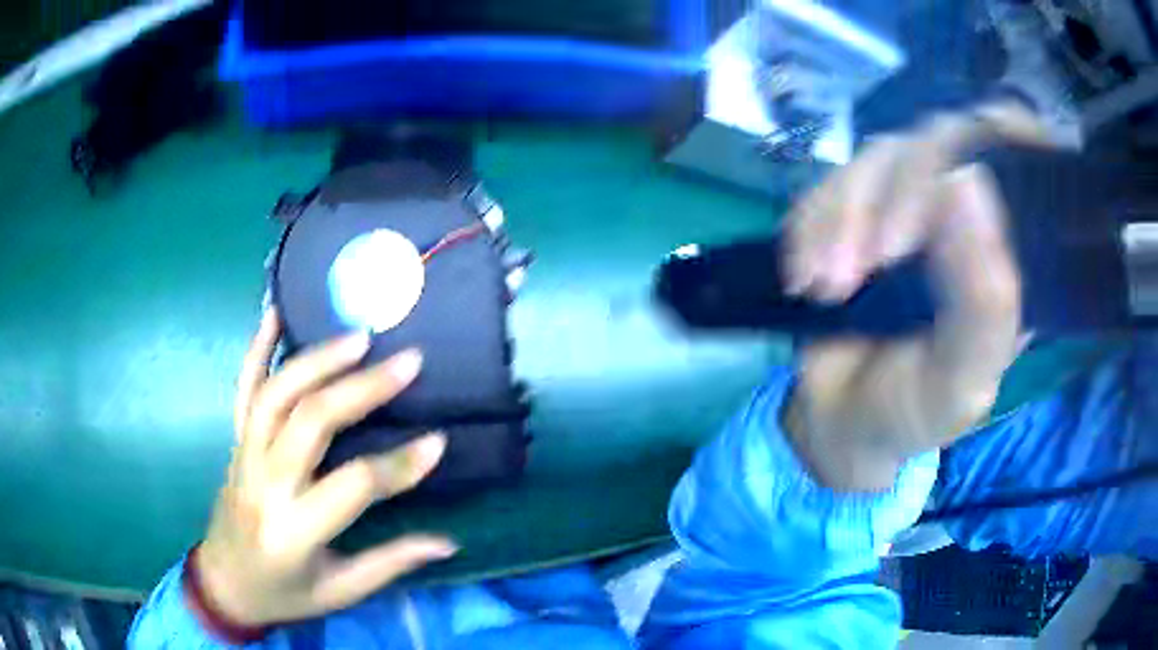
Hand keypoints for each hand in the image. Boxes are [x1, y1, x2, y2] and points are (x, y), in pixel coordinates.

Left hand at [196, 310, 455, 627]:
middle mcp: (265, 484)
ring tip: (360, 338)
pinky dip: (256, 347)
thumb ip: (390, 563)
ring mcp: (244, 455)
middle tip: (408, 362)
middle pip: (310, 422)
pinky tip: (274, 312)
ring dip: (318, 360)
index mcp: (294, 531)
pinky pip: (243, 388)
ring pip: (276, 395)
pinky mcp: (235, 441)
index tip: (439, 442)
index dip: (399, 465)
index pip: (352, 486)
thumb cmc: (283, 593)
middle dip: (362, 389)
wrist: (224, 583)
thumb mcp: (339, 592)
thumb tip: (447, 543)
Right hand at [783, 103, 1042, 491]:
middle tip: (861, 269)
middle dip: (895, 198)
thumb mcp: (960, 379)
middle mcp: (968, 213)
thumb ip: (983, 301)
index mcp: (1011, 251)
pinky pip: (830, 182)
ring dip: (841, 217)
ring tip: (824, 287)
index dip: (994, 133)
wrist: (841, 422)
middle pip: (938, 143)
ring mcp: (911, 202)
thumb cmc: (914, 410)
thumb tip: (967, 180)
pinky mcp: (859, 206)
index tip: (959, 176)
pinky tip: (804, 278)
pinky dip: (810, 224)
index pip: (1018, 153)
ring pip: (880, 158)